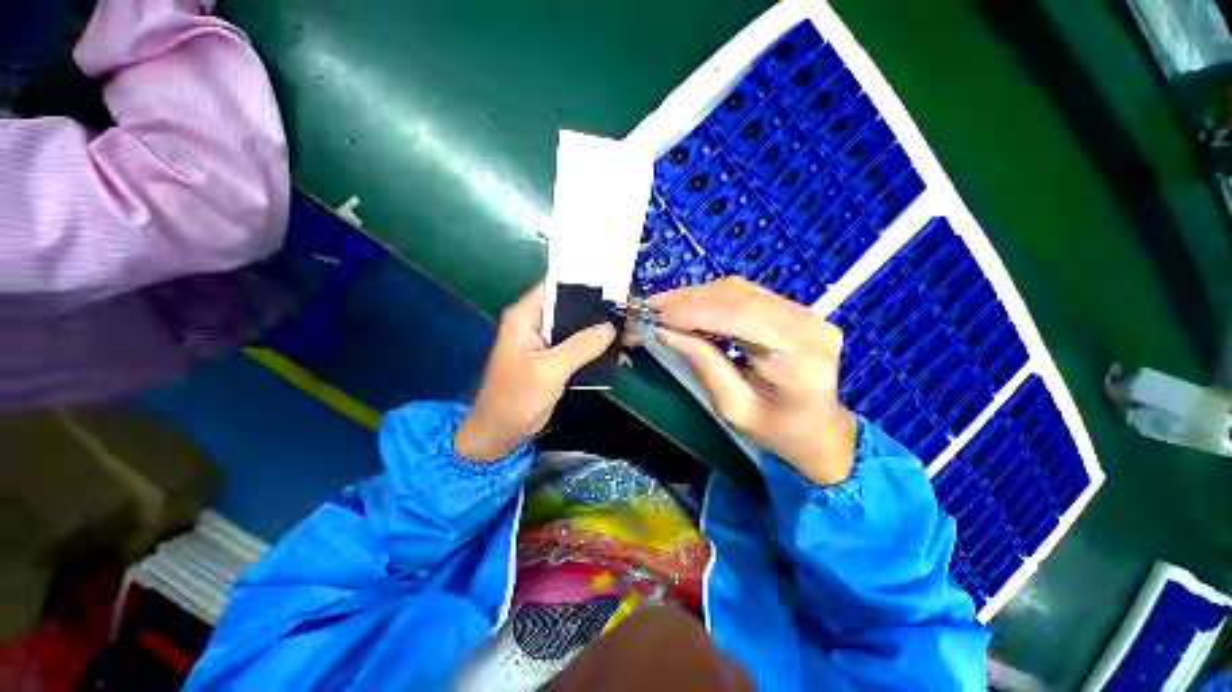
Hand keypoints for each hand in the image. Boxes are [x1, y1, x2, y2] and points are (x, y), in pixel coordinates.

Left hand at [455, 283, 616, 461]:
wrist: (501, 432)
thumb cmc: (517, 397)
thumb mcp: (550, 370)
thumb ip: (581, 346)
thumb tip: (610, 327)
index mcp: (526, 317)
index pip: (555, 287)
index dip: (583, 283)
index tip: (613, 286)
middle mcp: (536, 324)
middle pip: (571, 308)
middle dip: (600, 311)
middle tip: (630, 313)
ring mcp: (546, 343)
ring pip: (578, 329)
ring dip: (602, 333)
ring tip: (631, 335)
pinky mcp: (555, 360)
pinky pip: (579, 348)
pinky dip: (597, 351)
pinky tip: (619, 355)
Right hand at [649, 277, 856, 485]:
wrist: (821, 431)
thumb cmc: (777, 431)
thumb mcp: (732, 406)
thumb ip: (702, 362)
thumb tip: (666, 331)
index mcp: (799, 358)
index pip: (739, 317)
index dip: (694, 312)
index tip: (657, 315)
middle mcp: (809, 325)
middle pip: (740, 297)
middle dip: (691, 300)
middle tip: (655, 306)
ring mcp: (808, 313)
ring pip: (741, 290)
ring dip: (700, 297)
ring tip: (667, 306)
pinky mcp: (798, 310)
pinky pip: (748, 294)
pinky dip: (714, 299)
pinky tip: (692, 307)